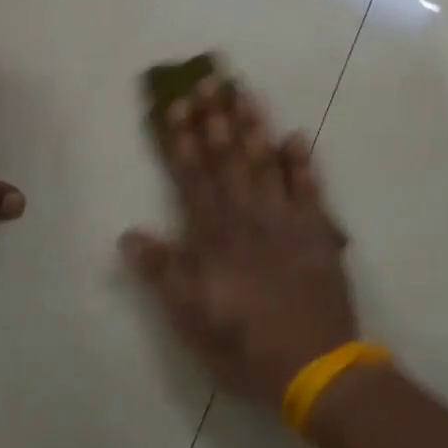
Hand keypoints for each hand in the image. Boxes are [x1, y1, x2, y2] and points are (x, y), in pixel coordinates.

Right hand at [121, 77, 357, 409]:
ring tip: (243, 92)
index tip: (176, 105)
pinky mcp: (318, 232)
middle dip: (215, 118)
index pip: (192, 178)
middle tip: (208, 80)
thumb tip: (129, 234)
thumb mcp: (190, 319)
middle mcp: (247, 219)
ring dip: (253, 127)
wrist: (314, 367)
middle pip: (227, 160)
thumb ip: (163, 273)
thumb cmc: (243, 346)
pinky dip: (302, 162)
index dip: (182, 141)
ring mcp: (285, 221)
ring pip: (265, 164)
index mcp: (213, 238)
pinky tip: (296, 135)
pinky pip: (310, 189)